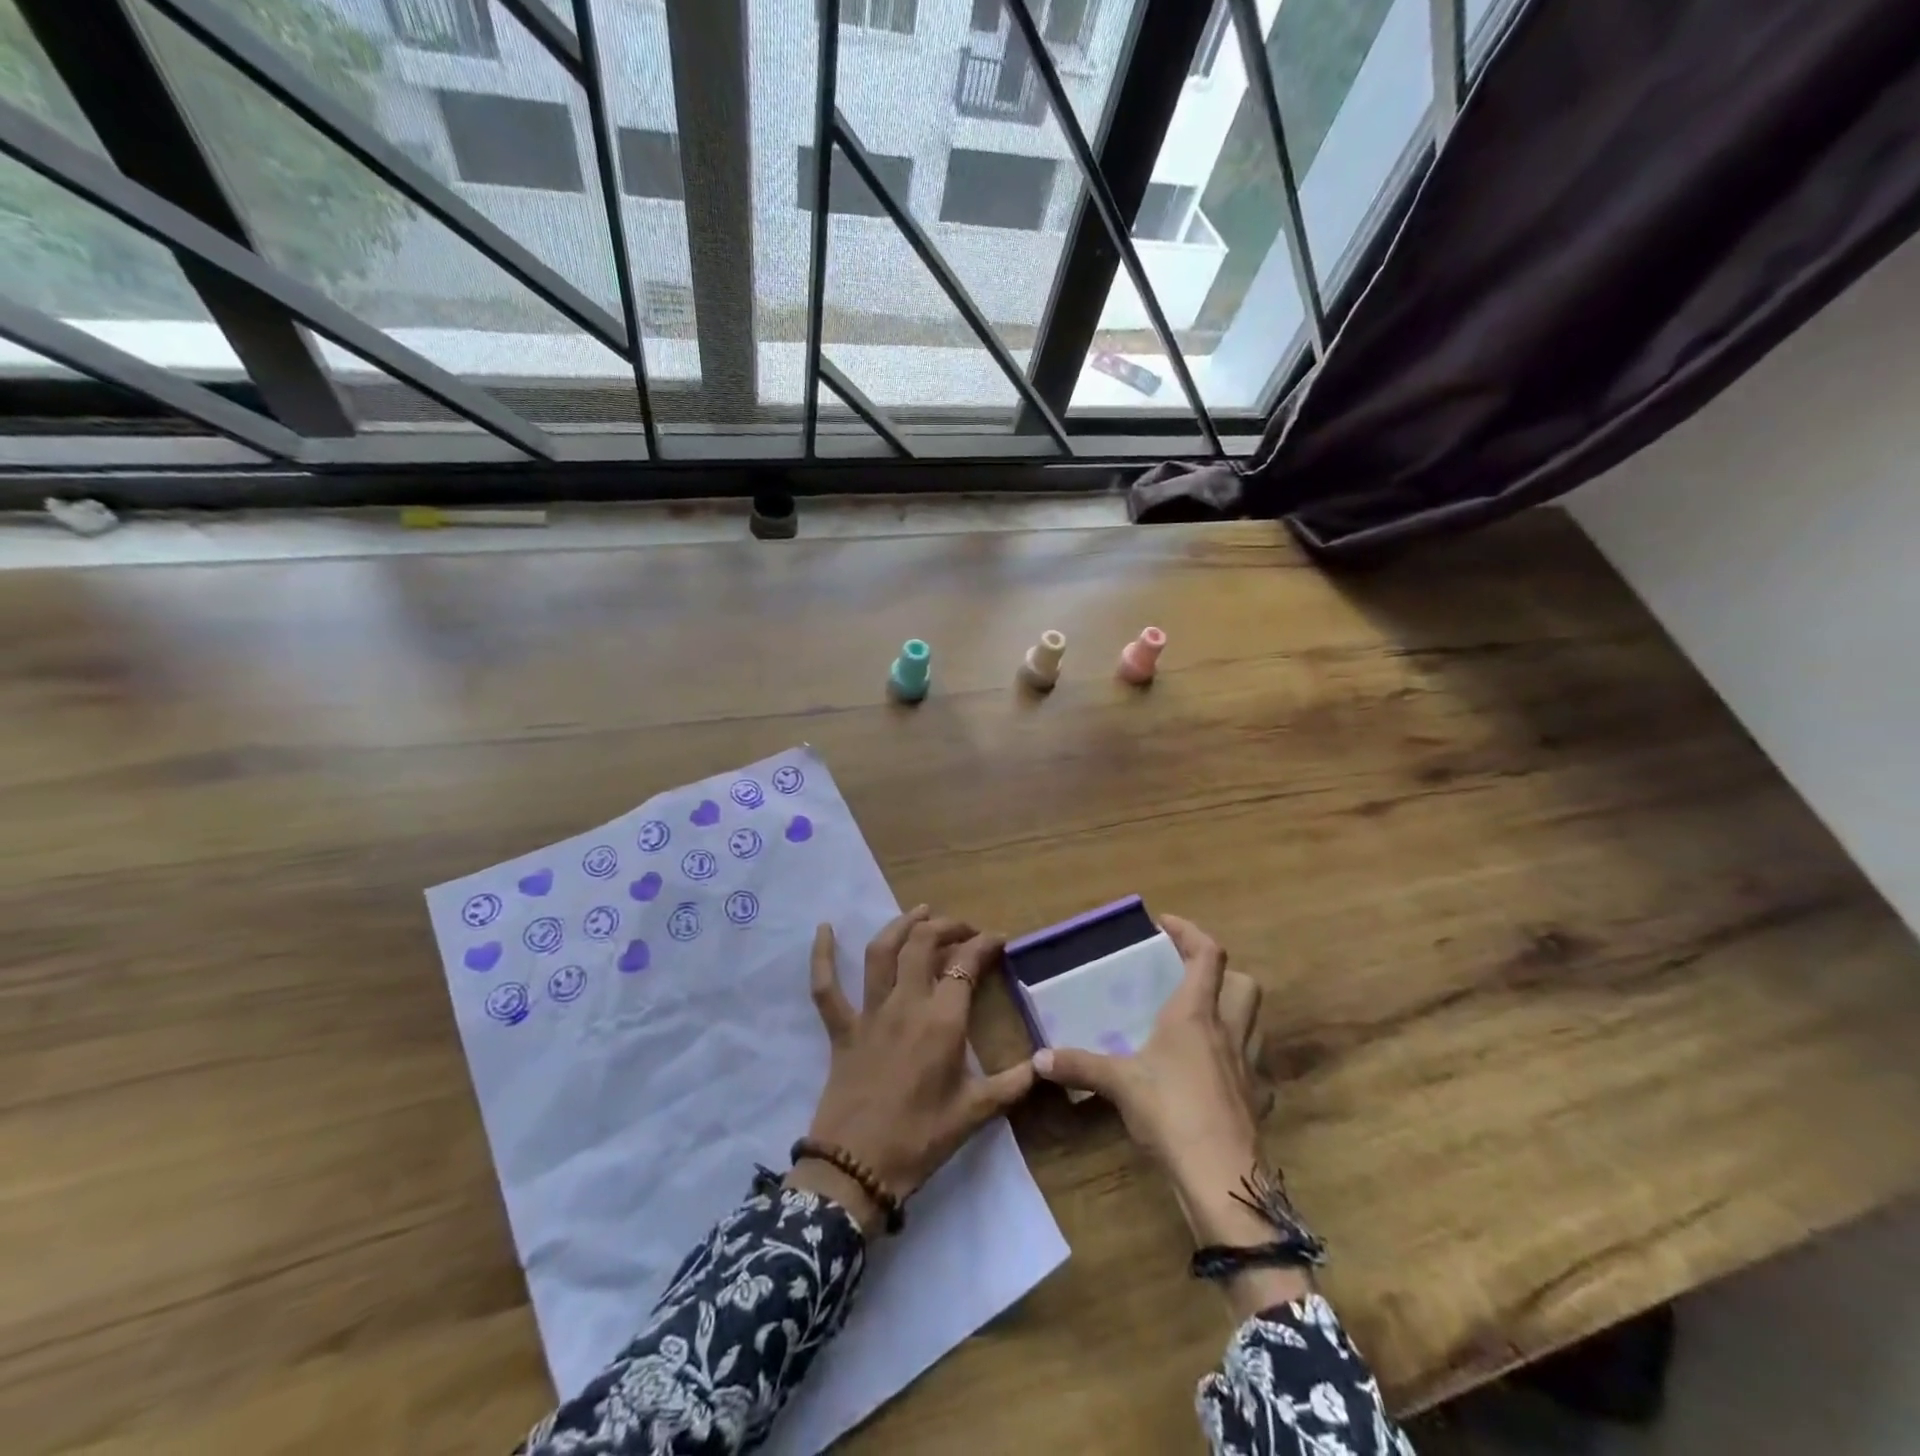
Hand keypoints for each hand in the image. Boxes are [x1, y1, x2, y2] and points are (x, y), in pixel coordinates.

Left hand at [787, 906, 1033, 1233]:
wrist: (857, 1169)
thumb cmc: (920, 1139)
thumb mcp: (975, 1113)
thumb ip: (1013, 1084)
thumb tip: (1044, 1064)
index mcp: (942, 1021)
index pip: (966, 965)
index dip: (984, 945)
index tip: (999, 940)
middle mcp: (905, 1004)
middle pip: (923, 944)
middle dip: (947, 926)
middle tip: (964, 928)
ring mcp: (869, 1012)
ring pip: (882, 952)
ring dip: (901, 925)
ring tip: (920, 911)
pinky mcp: (841, 1028)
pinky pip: (825, 987)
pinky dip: (822, 956)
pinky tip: (824, 929)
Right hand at [1031, 916, 1280, 1252]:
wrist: (1222, 1178)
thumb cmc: (1170, 1112)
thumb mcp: (1118, 1084)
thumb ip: (1079, 1066)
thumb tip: (1037, 1059)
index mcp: (1195, 1015)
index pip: (1208, 955)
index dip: (1191, 933)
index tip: (1166, 925)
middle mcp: (1228, 1031)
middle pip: (1245, 983)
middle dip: (1223, 972)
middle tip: (1190, 978)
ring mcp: (1249, 1067)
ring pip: (1255, 1023)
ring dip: (1234, 1012)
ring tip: (1202, 1023)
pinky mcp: (1258, 1101)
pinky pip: (1255, 1067)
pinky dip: (1238, 1060)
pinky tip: (1216, 1075)